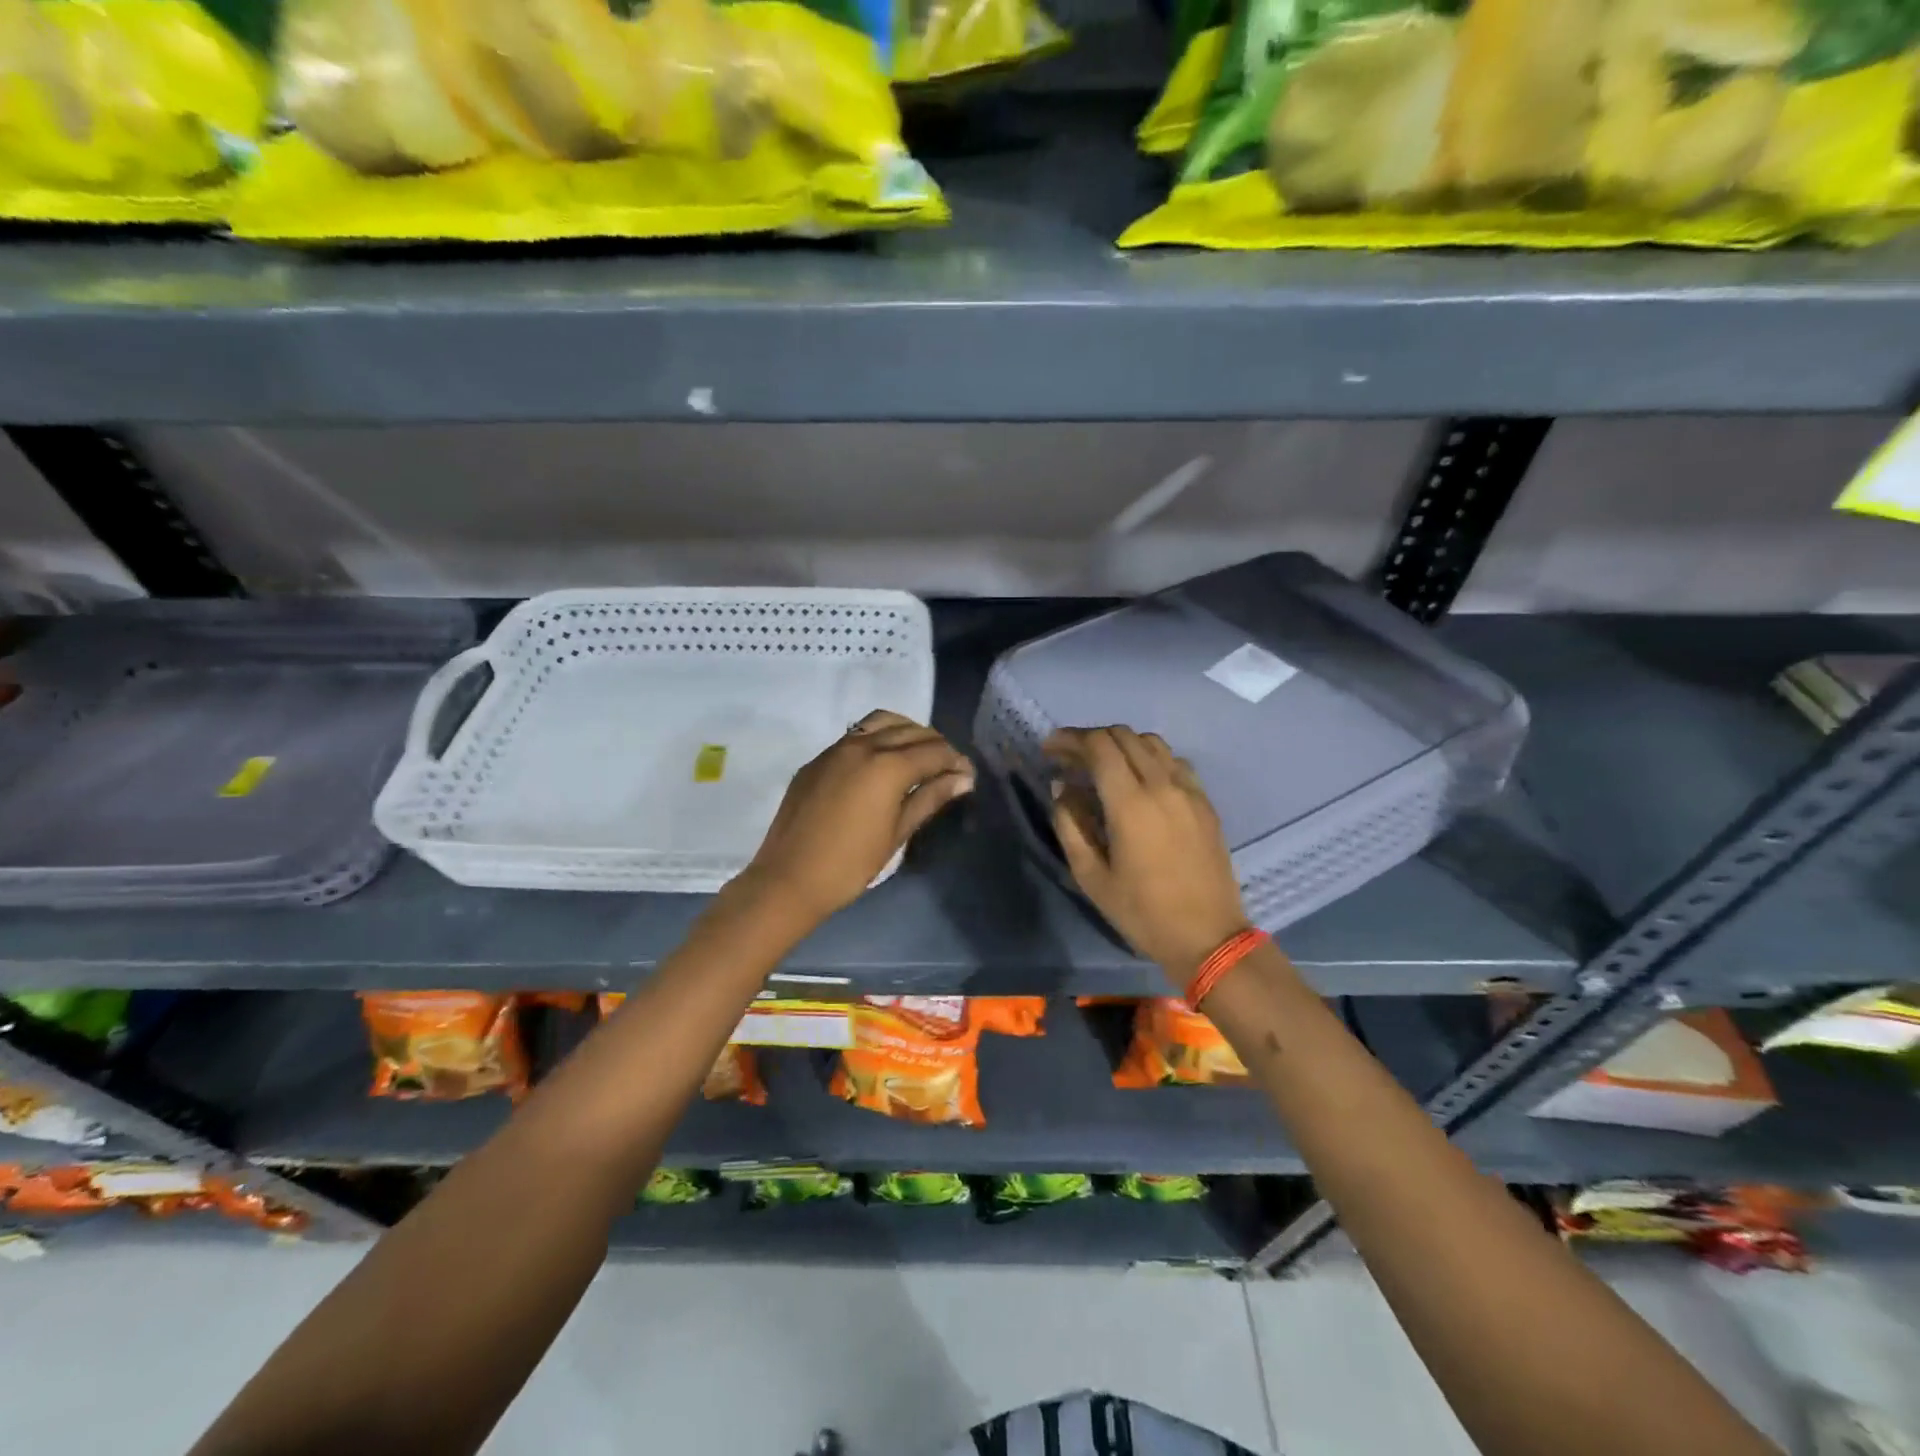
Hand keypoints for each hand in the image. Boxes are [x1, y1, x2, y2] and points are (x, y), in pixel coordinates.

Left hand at [736, 709, 972, 926]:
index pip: (934, 751)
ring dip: (906, 732)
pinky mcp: (818, 760)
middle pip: (910, 731)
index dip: (956, 761)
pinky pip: (856, 735)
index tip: (968, 775)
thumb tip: (962, 779)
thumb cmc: (851, 864)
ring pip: (881, 722)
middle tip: (948, 768)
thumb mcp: (897, 834)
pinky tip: (883, 763)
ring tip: (918, 757)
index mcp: (887, 766)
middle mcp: (863, 745)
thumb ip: (929, 799)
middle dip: (935, 745)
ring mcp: (836, 749)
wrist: (789, 879)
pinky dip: (879, 738)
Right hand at [1045, 726, 1250, 988]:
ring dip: (1121, 744)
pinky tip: (1139, 780)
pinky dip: (1149, 757)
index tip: (1050, 749)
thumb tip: (1062, 786)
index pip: (1098, 746)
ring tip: (1102, 765)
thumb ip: (1070, 824)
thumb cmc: (1142, 912)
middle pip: (1123, 735)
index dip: (1069, 739)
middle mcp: (1162, 785)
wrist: (1208, 937)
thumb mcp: (1091, 876)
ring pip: (1151, 743)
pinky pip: (1174, 761)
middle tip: (1070, 758)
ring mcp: (1189, 791)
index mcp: (1130, 803)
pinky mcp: (1205, 802)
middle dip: (1091, 738)